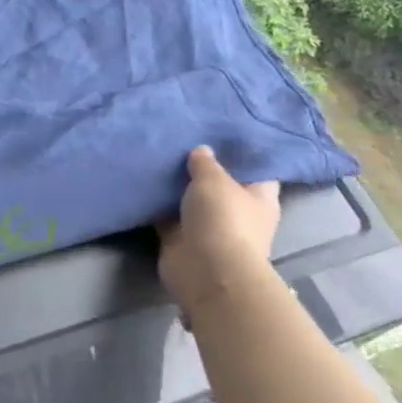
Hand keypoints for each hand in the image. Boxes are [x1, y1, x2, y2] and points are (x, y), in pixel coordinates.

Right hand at [158, 146, 280, 314]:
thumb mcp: (214, 180)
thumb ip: (205, 162)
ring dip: (176, 185)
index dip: (241, 153)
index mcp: (259, 198)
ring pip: (190, 199)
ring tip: (156, 155)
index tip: (219, 133)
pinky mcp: (181, 238)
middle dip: (201, 167)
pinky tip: (142, 181)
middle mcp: (237, 212)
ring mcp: (209, 227)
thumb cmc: (223, 219)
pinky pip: (166, 215)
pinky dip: (156, 203)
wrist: (205, 269)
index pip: (256, 170)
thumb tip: (202, 150)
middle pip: (220, 184)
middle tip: (180, 139)